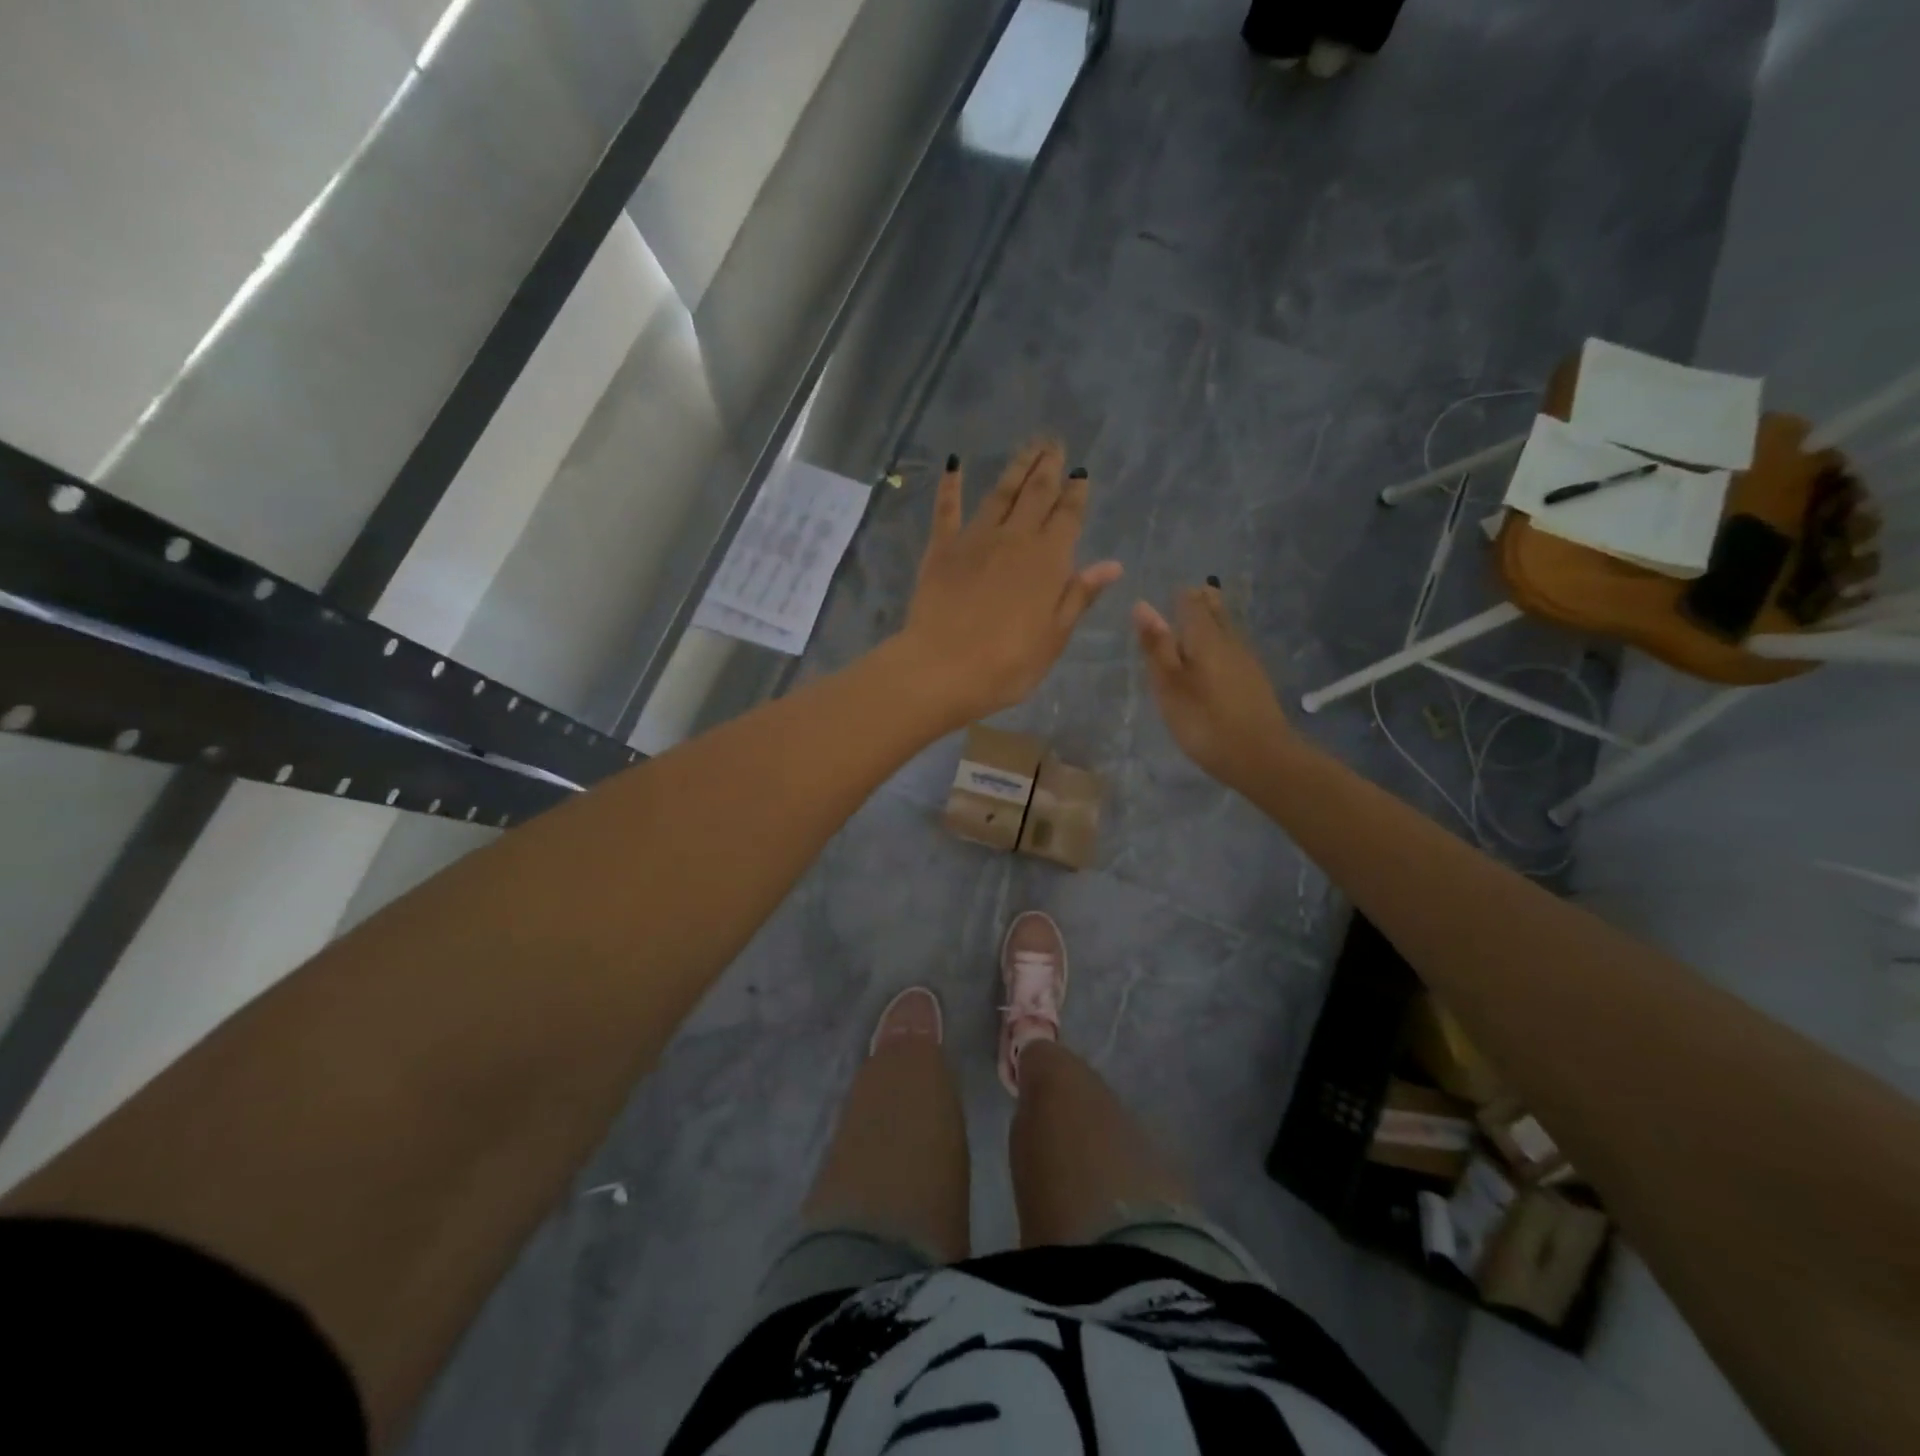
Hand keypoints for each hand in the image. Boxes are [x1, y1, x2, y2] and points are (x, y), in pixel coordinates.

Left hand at [896, 442, 1122, 724]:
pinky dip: (951, 484)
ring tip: (1028, 446)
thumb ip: (1079, 595)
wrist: (943, 669)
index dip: (1076, 493)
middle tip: (1055, 442)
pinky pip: (947, 508)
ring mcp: (975, 539)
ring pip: (1000, 493)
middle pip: (1036, 494)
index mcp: (1049, 560)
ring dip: (1016, 468)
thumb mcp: (1054, 637)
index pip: (1068, 516)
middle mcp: (1015, 538)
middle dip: (1048, 467)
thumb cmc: (1008, 663)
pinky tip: (953, 464)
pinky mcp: (941, 548)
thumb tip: (1111, 564)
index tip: (1081, 472)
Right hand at [1133, 586, 1294, 787]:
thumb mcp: (1169, 684)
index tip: (1169, 592)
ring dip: (1213, 622)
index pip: (1192, 603)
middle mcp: (1230, 641)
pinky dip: (1221, 644)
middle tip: (1188, 596)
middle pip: (1215, 612)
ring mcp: (1247, 661)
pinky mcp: (1255, 682)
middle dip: (1202, 602)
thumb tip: (1143, 605)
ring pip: (1227, 630)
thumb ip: (1157, 646)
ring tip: (1198, 621)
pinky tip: (1216, 657)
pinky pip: (1234, 650)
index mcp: (1205, 637)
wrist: (1260, 756)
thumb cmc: (1204, 719)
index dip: (1180, 596)